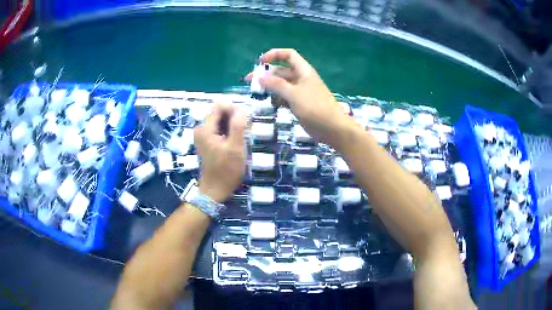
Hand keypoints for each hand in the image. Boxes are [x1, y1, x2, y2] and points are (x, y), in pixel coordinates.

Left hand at [194, 103, 246, 202]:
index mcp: (206, 129)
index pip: (219, 106)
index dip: (234, 108)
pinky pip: (219, 129)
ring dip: (233, 124)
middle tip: (246, 129)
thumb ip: (238, 126)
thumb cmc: (226, 171)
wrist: (215, 190)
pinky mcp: (207, 141)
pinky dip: (229, 131)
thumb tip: (242, 108)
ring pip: (221, 120)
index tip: (245, 120)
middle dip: (234, 116)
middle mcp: (202, 129)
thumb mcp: (236, 148)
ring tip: (243, 136)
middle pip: (219, 112)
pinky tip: (236, 140)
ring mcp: (204, 135)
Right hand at [247, 49, 357, 147]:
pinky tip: (271, 104)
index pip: (288, 55)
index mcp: (303, 71)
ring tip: (257, 94)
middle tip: (250, 82)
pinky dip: (277, 99)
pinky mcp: (299, 104)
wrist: (332, 128)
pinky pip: (284, 97)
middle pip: (281, 71)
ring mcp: (300, 92)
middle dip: (266, 74)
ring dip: (270, 88)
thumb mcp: (293, 94)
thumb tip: (259, 76)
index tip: (260, 62)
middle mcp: (301, 78)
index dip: (274, 55)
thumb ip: (276, 84)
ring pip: (281, 85)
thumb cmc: (315, 108)